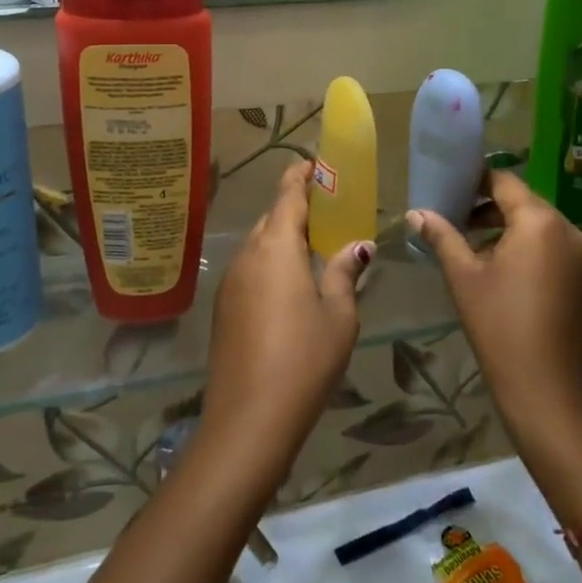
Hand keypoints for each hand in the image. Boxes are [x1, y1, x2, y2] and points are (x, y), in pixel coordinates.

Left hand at [200, 162, 370, 479]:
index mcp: (276, 247)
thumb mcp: (338, 314)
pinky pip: (250, 269)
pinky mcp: (223, 308)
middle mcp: (248, 255)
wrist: (249, 418)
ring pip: (258, 245)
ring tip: (312, 248)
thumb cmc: (304, 358)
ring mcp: (231, 282)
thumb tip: (358, 247)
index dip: (301, 177)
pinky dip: (270, 263)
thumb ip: (344, 273)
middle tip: (325, 211)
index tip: (314, 164)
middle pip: (271, 218)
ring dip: (282, 238)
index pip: (287, 195)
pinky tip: (289, 286)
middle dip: (294, 208)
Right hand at [409, 168, 581, 451]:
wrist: (548, 391)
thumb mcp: (464, 277)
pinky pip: (548, 245)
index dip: (474, 180)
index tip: (446, 186)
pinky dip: (522, 244)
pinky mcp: (581, 276)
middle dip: (485, 205)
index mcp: (539, 221)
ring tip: (465, 240)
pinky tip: (493, 264)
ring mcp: (579, 253)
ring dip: (502, 226)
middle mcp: (566, 228)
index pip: (504, 181)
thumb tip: (416, 213)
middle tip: (450, 215)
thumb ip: (442, 237)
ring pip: (535, 224)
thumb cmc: (500, 326)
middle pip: (521, 201)